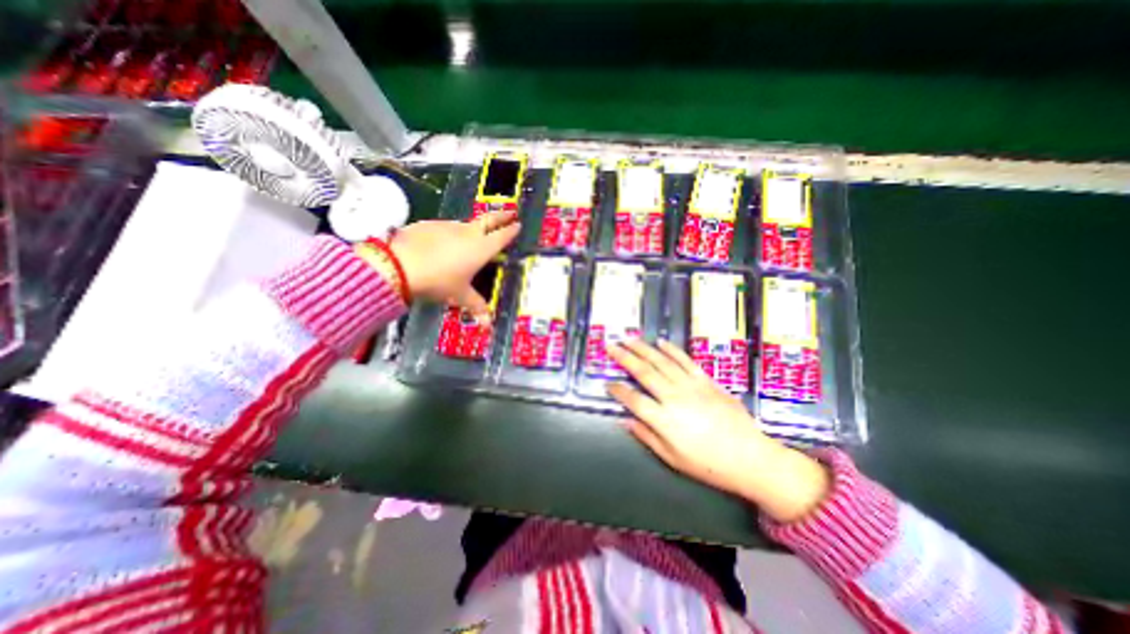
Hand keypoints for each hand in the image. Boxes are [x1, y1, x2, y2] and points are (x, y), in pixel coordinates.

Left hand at [388, 211, 520, 322]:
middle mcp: (468, 233)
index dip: (511, 231)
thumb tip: (488, 325)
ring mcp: (448, 226)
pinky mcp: (430, 224)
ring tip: (473, 237)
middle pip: (489, 220)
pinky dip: (450, 234)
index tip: (518, 224)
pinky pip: (446, 229)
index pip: (502, 236)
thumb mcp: (460, 295)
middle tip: (510, 213)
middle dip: (501, 216)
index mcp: (482, 248)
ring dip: (474, 228)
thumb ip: (476, 306)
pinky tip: (443, 245)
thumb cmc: (439, 281)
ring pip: (466, 224)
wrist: (400, 265)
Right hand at [610, 341, 827, 521]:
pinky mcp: (706, 380)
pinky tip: (660, 342)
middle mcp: (674, 397)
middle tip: (610, 346)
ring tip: (628, 339)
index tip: (608, 382)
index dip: (617, 390)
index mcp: (664, 420)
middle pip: (644, 372)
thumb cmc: (709, 464)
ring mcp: (691, 385)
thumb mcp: (673, 458)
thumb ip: (646, 436)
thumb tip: (625, 420)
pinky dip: (672, 350)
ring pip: (662, 362)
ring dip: (643, 349)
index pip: (633, 399)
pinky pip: (685, 360)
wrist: (751, 457)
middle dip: (624, 357)